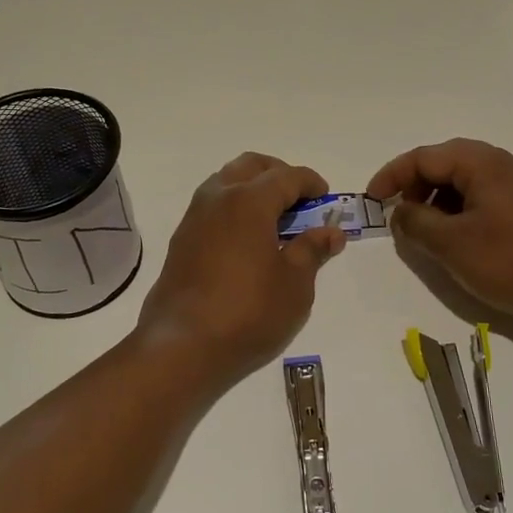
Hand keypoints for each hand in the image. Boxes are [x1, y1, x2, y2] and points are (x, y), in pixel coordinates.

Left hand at [135, 153, 346, 393]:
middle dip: (278, 174)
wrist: (182, 346)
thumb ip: (312, 250)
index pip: (286, 176)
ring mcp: (194, 218)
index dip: (310, 183)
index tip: (325, 197)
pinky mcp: (181, 240)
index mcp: (249, 200)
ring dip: (252, 189)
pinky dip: (234, 208)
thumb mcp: (294, 284)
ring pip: (226, 182)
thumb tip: (331, 232)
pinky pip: (212, 206)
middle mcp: (217, 198)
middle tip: (299, 200)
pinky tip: (247, 240)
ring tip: (275, 220)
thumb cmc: (248, 312)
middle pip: (251, 166)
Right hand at [366, 139, 512, 331]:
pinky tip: (459, 240)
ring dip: (438, 201)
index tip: (372, 200)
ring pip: (466, 182)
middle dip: (416, 186)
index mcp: (482, 163)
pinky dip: (461, 212)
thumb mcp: (451, 244)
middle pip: (446, 163)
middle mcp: (503, 165)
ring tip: (427, 232)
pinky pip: (485, 199)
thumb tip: (401, 212)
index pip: (424, 157)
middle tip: (400, 215)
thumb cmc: (512, 261)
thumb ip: (416, 223)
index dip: (392, 176)